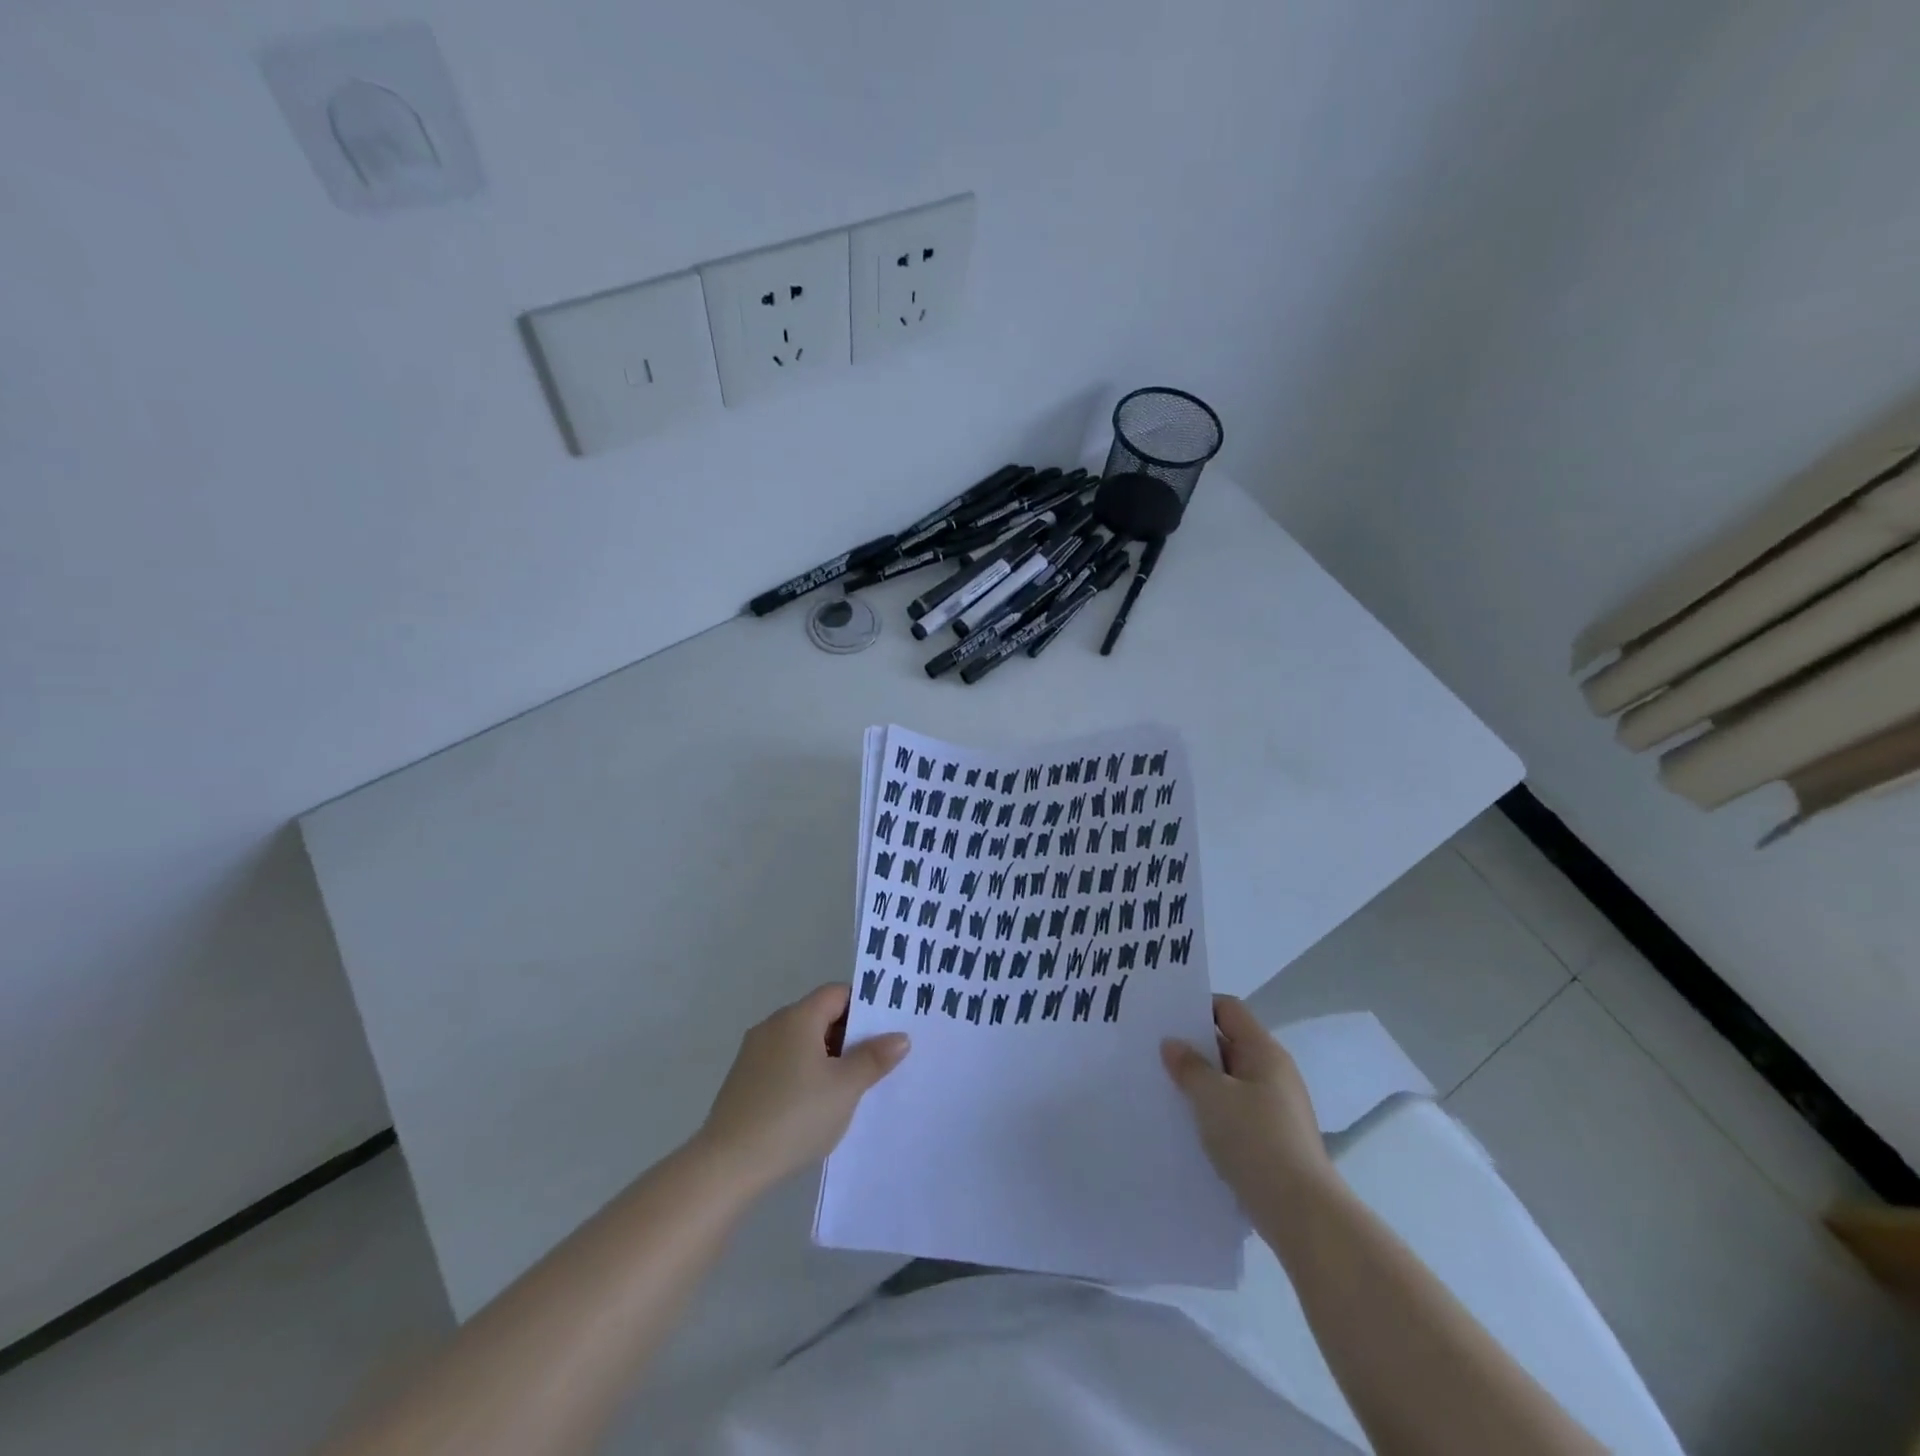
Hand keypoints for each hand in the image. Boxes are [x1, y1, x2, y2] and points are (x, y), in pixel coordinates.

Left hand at [695, 984, 909, 1194]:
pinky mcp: (743, 1080)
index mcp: (798, 1017)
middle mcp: (773, 1025)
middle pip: (819, 1015)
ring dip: (827, 1057)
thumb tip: (900, 1036)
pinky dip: (804, 1073)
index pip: (838, 993)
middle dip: (849, 1035)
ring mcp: (754, 1053)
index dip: (865, 1006)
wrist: (727, 1165)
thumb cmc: (794, 1116)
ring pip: (802, 1041)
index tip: (886, 1030)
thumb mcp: (845, 1088)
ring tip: (849, 1087)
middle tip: (876, 1062)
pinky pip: (784, 1062)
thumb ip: (874, 1058)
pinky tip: (814, 1105)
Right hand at [1162, 995, 1333, 1205]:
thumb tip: (1172, 1044)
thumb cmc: (1255, 1140)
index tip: (1164, 1020)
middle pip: (1228, 1044)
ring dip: (1200, 1084)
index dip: (1197, 1008)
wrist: (1302, 1214)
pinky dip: (1212, 1113)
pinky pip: (1235, 1113)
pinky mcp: (1272, 1140)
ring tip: (1164, 1090)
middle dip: (1193, 1048)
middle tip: (1154, 1054)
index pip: (1228, 1009)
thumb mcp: (1211, 1096)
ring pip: (1229, 1082)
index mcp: (1264, 1052)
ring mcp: (1275, 1108)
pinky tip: (1188, 1126)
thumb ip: (1188, 1065)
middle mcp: (1273, 1073)